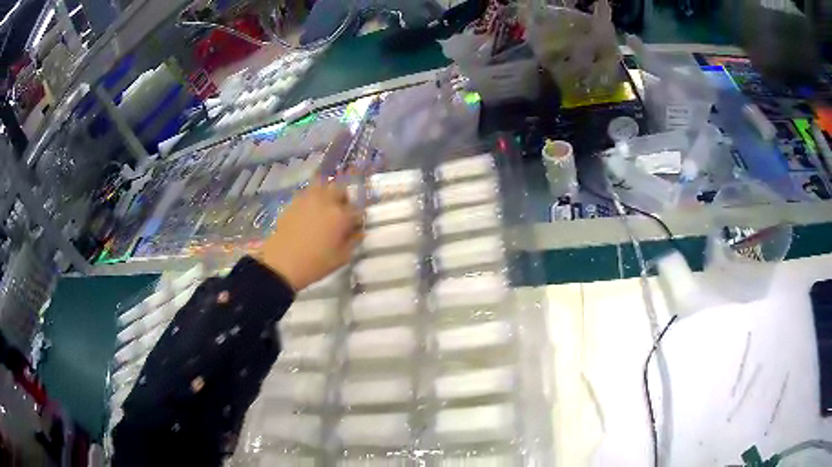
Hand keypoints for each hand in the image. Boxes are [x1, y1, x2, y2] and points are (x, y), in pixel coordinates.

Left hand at [258, 180, 362, 291]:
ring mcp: (308, 199)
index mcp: (341, 215)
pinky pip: (308, 193)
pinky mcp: (293, 202)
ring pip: (323, 186)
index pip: (357, 210)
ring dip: (327, 194)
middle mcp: (326, 201)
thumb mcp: (341, 258)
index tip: (354, 227)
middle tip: (341, 213)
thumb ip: (353, 242)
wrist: (281, 264)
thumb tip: (357, 232)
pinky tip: (309, 213)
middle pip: (340, 189)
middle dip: (343, 199)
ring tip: (324, 209)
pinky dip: (312, 199)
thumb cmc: (315, 264)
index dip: (357, 219)